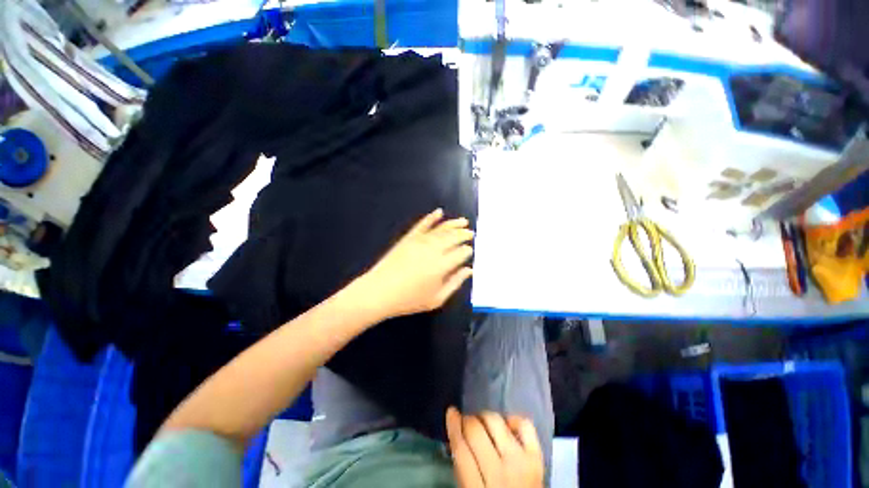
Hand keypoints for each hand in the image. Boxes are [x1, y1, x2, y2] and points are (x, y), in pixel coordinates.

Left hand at [351, 208, 473, 321]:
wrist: (379, 292)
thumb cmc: (409, 300)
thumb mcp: (436, 299)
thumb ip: (455, 283)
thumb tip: (468, 270)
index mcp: (442, 265)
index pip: (460, 253)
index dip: (467, 250)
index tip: (470, 250)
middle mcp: (434, 249)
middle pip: (453, 237)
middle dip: (464, 234)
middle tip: (471, 233)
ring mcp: (420, 241)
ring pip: (441, 229)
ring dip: (453, 224)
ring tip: (463, 221)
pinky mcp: (409, 238)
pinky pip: (422, 225)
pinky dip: (431, 217)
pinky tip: (439, 212)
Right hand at [446, 407, 543, 487]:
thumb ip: (462, 468)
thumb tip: (455, 435)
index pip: (461, 449)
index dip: (453, 426)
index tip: (451, 412)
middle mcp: (500, 474)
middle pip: (476, 432)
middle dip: (467, 421)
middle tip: (465, 423)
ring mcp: (521, 463)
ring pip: (496, 422)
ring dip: (485, 418)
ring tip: (482, 423)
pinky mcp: (537, 457)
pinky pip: (524, 425)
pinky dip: (513, 419)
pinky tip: (505, 426)